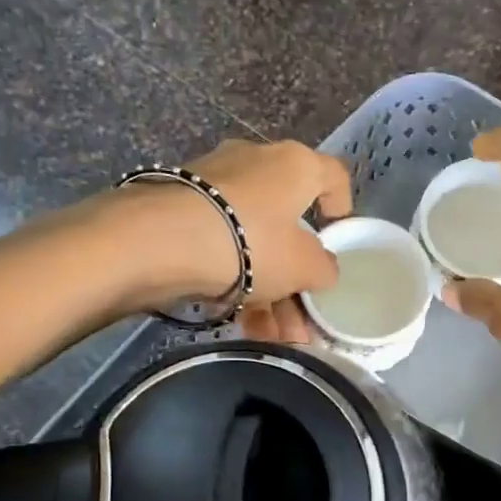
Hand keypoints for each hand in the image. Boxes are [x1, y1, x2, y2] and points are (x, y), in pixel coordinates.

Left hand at [110, 139, 350, 321]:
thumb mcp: (303, 266)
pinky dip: (233, 281)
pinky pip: (220, 246)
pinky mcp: (178, 207)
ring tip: (271, 337)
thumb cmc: (250, 243)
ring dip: (267, 292)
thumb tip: (322, 268)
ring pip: (252, 241)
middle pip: (287, 223)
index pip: (332, 176)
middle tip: (301, 320)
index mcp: (294, 164)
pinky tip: (238, 324)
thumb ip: (323, 268)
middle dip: (296, 278)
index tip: (338, 235)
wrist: (159, 240)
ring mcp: (212, 184)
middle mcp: (254, 162)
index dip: (341, 206)